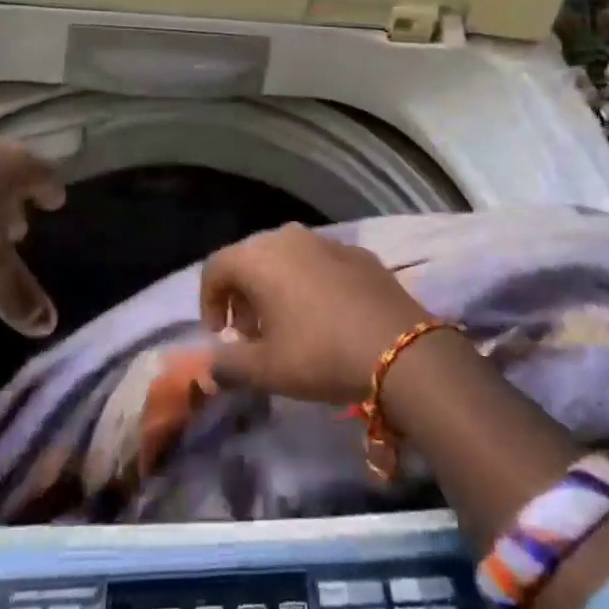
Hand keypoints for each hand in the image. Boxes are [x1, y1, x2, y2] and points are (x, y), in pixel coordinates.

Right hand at [200, 223, 429, 405]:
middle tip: (251, 335)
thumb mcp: (266, 370)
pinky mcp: (358, 252)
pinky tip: (325, 316)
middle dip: (242, 296)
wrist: (400, 349)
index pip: (215, 268)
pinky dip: (309, 282)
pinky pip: (318, 262)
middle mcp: (288, 237)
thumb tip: (210, 366)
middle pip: (249, 259)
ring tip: (287, 326)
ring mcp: (326, 241)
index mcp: (258, 258)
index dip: (208, 302)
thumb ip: (228, 365)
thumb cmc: (320, 355)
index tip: (219, 335)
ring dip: (275, 287)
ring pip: (285, 257)